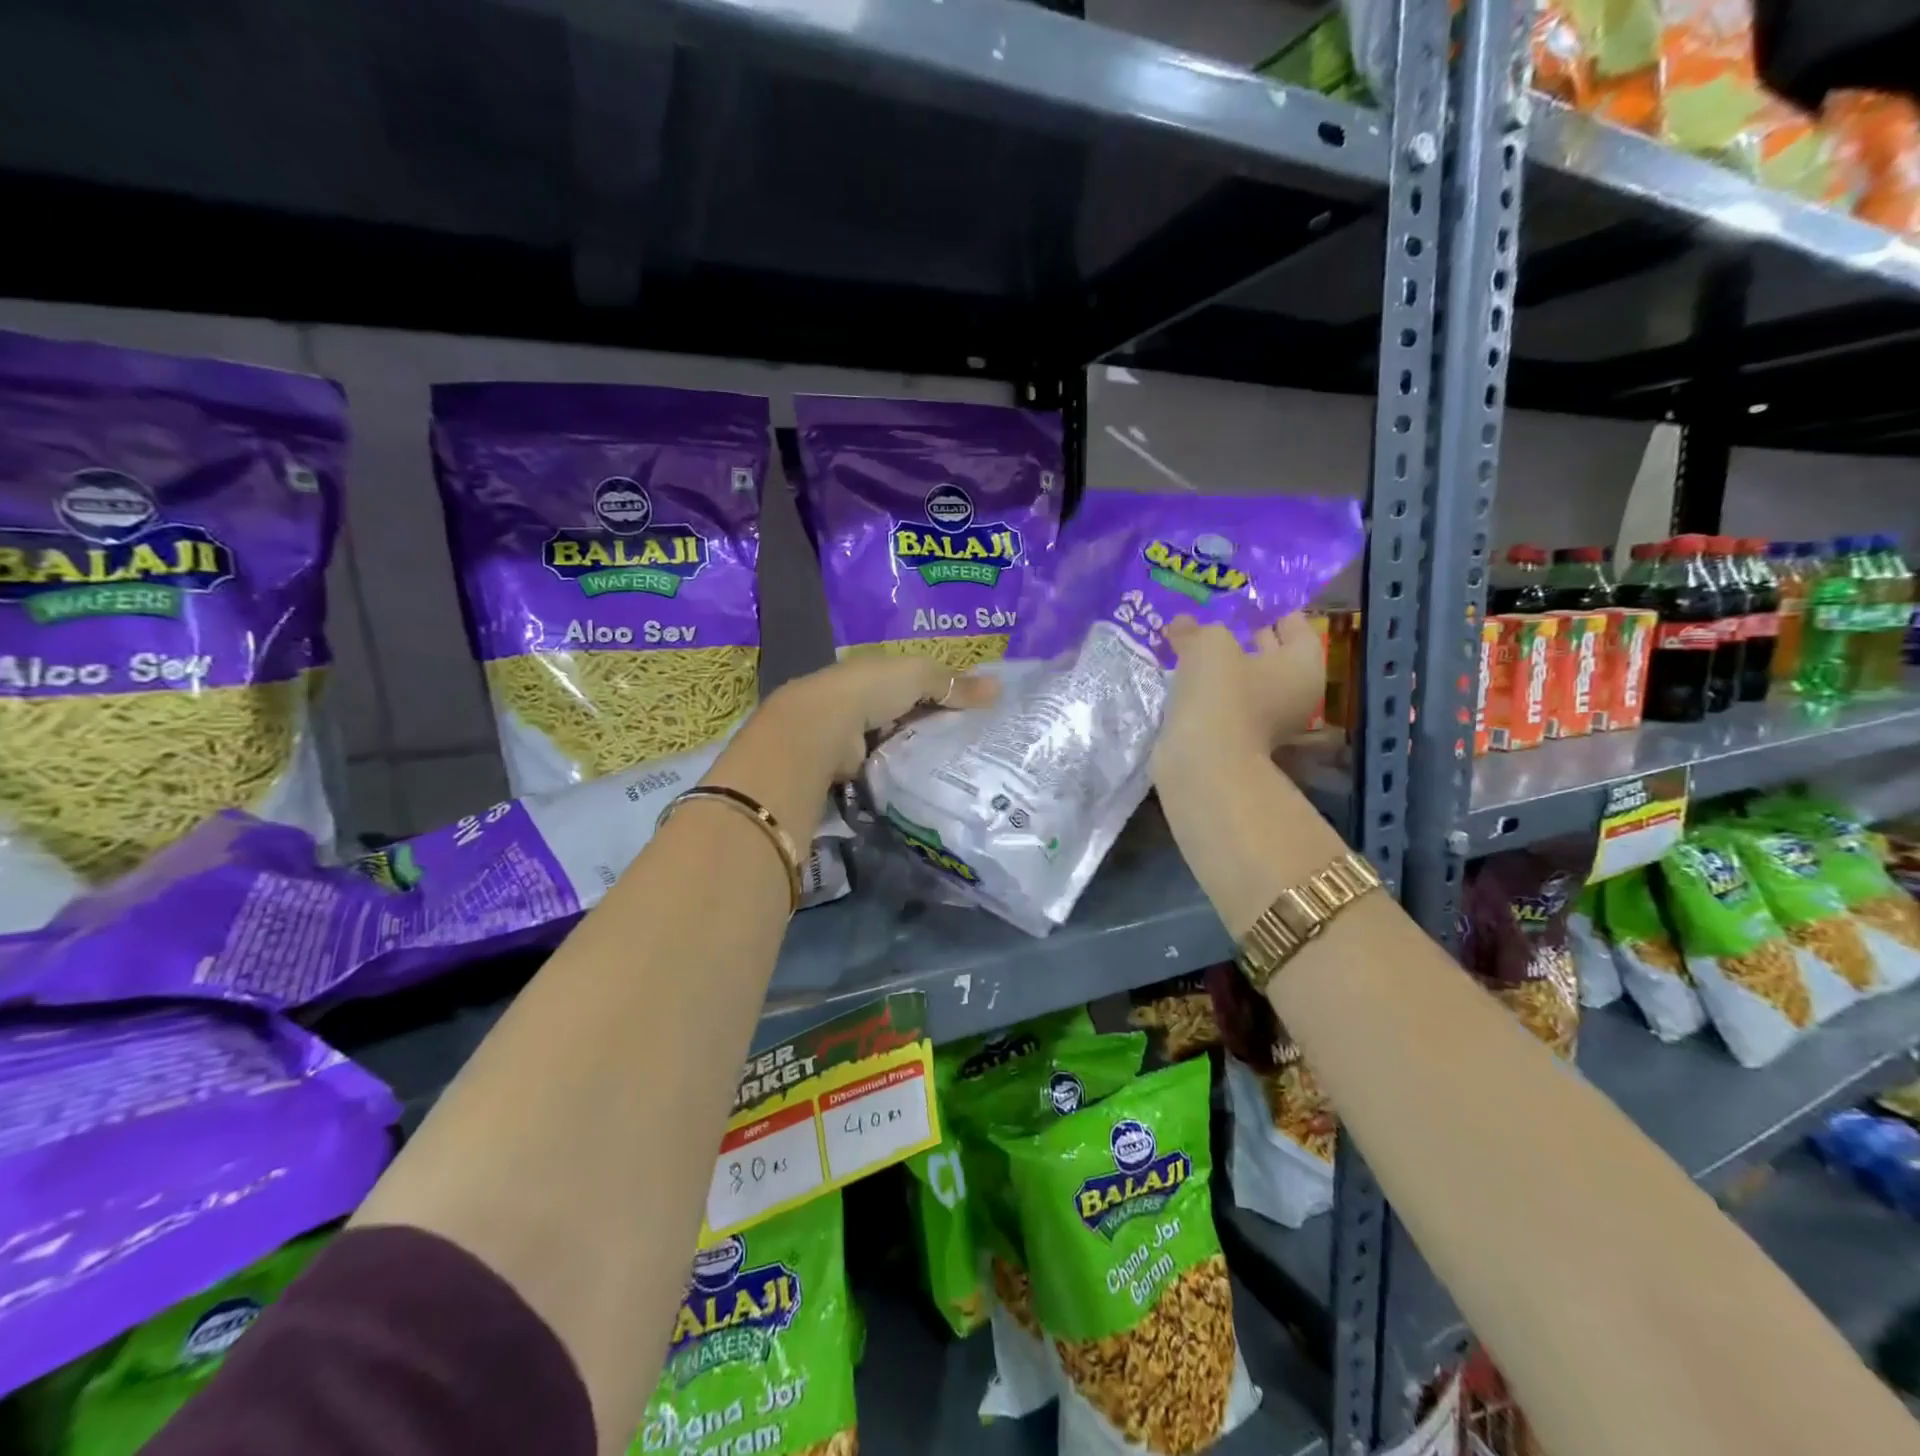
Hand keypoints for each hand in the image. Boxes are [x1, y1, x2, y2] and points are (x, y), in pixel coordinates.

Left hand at [775, 652, 999, 780]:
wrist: (822, 730)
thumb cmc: (870, 690)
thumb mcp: (918, 676)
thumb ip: (954, 683)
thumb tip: (999, 688)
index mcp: (878, 671)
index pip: (917, 680)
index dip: (944, 690)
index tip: (977, 708)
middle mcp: (866, 700)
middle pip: (910, 712)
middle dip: (937, 723)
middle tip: (978, 741)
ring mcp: (858, 734)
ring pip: (902, 740)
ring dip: (924, 749)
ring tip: (965, 764)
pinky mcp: (855, 764)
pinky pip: (891, 765)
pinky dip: (909, 770)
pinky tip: (934, 779)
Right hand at [1153, 613, 1324, 777]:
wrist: (1203, 760)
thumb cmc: (1221, 691)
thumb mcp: (1208, 643)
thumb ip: (1197, 628)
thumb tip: (1182, 624)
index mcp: (1303, 664)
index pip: (1295, 625)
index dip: (1271, 608)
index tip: (1246, 599)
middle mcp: (1294, 693)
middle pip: (1273, 655)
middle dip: (1246, 637)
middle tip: (1216, 617)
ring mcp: (1267, 720)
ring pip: (1246, 681)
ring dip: (1223, 666)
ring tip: (1192, 644)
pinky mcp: (1238, 737)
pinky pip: (1226, 702)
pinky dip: (1210, 690)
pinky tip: (1184, 676)